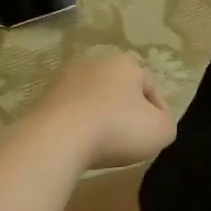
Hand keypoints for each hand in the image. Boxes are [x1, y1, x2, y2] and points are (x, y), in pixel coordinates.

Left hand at [32, 51, 176, 170]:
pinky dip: (78, 128)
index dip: (159, 112)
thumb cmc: (117, 129)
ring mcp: (65, 81)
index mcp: (125, 64)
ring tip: (105, 145)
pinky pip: (71, 115)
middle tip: (132, 138)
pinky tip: (81, 146)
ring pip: (93, 101)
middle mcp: (94, 64)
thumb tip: (156, 123)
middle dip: (127, 111)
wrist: (57, 139)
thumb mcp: (161, 131)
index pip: (151, 87)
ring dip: (101, 119)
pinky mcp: (44, 100)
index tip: (158, 134)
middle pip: (120, 90)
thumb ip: (166, 124)